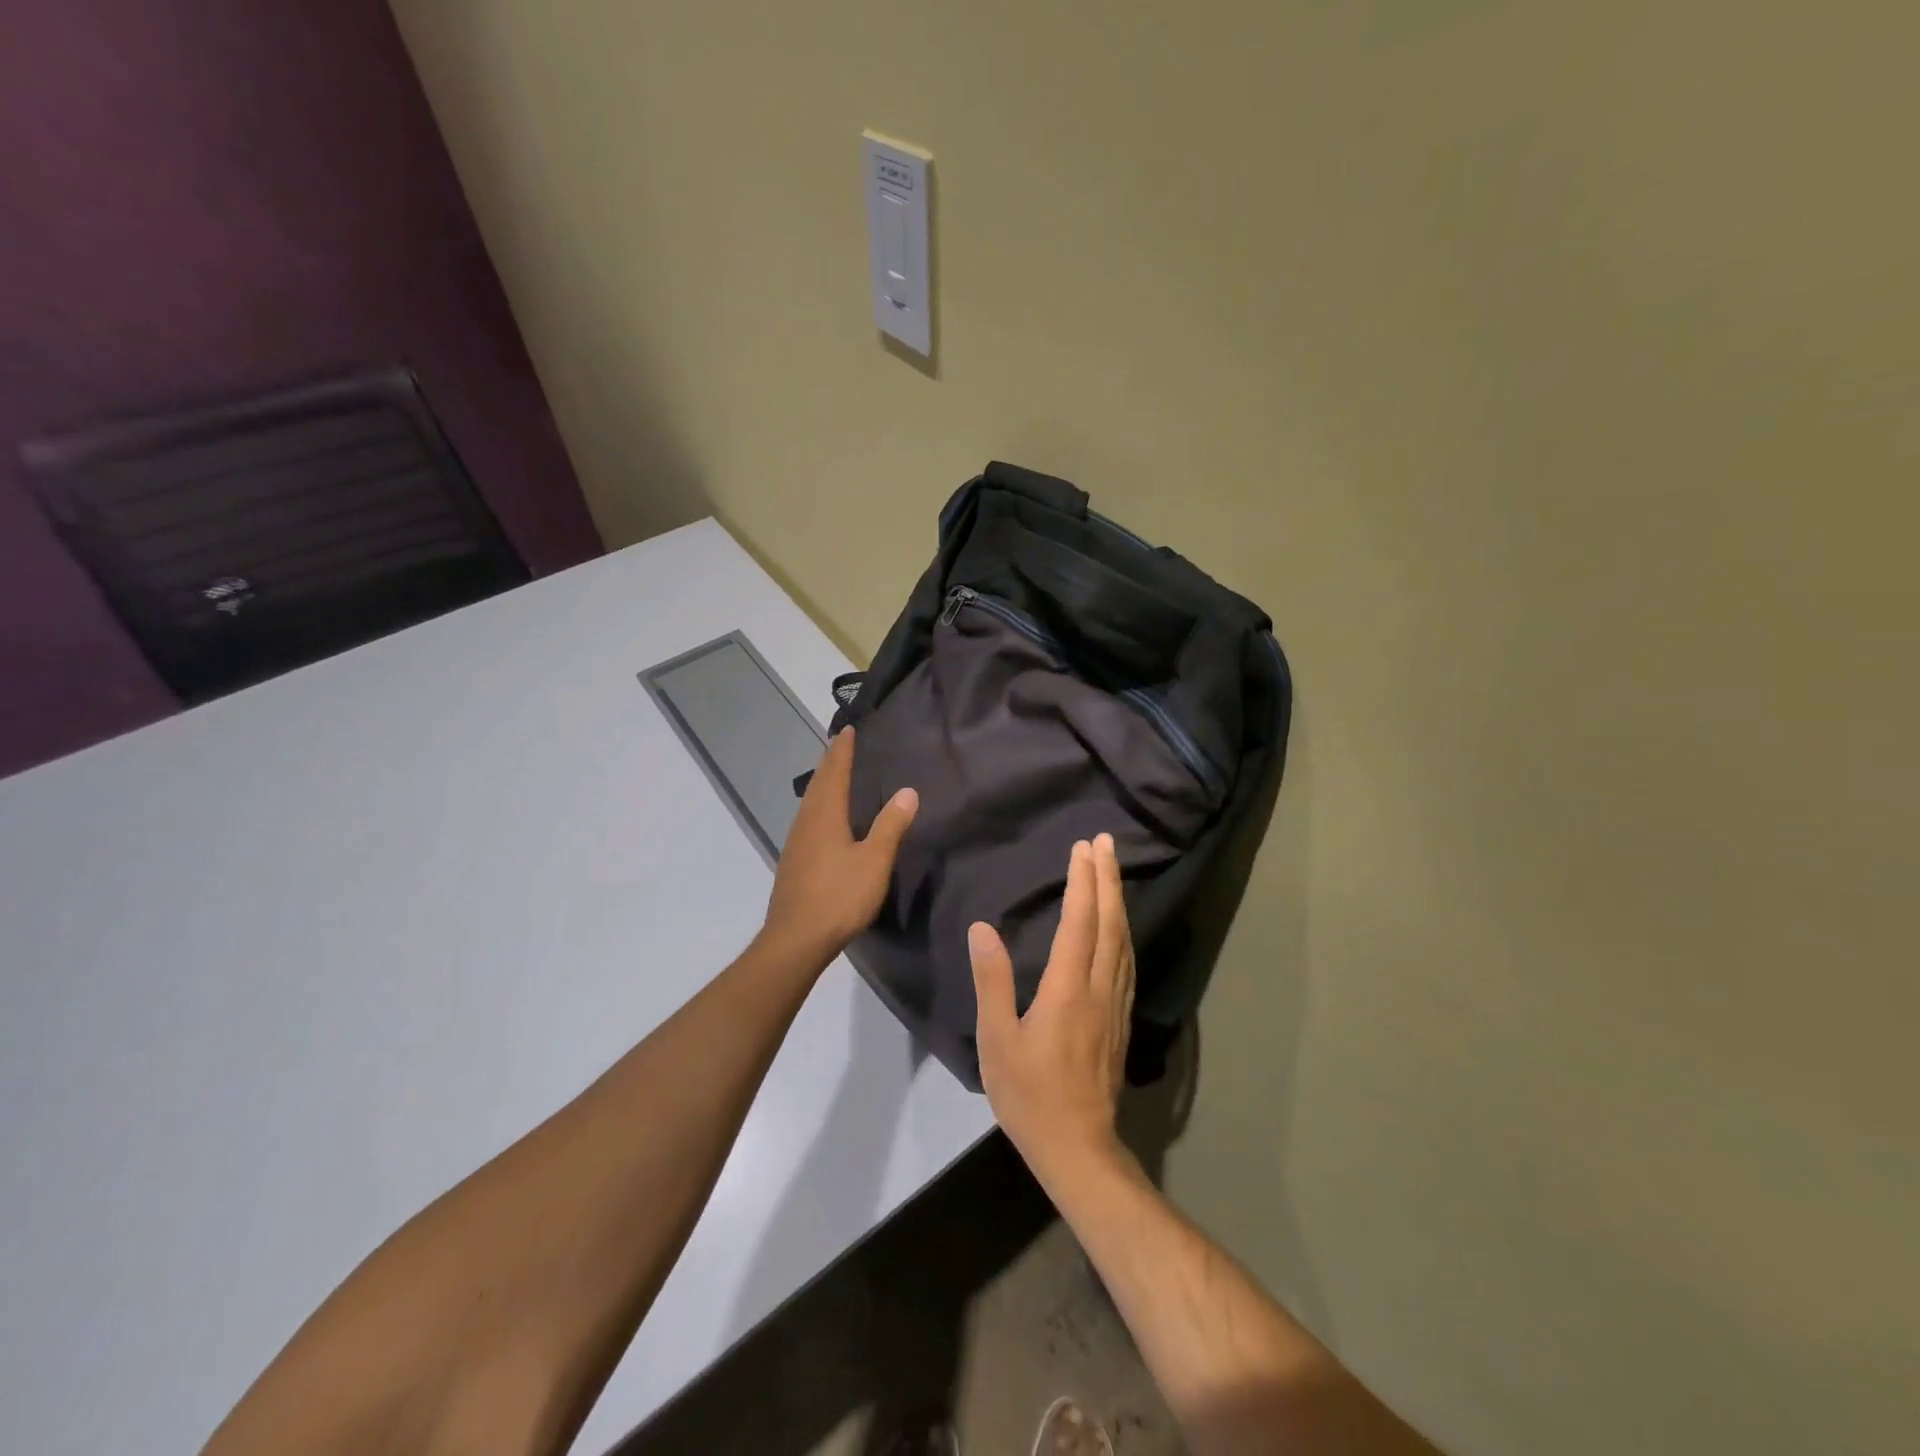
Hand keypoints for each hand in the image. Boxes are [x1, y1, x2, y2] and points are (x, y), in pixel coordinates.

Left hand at [760, 728, 917, 970]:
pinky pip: (807, 820)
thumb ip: (891, 825)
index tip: (847, 730)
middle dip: (830, 763)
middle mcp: (806, 822)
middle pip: (818, 784)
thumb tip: (908, 791)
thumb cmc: (839, 896)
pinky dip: (818, 806)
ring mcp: (796, 843)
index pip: (834, 773)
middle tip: (840, 745)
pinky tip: (823, 819)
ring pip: (809, 802)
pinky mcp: (793, 862)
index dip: (842, 751)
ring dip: (822, 784)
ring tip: (833, 775)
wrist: (796, 939)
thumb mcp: (874, 861)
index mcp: (825, 816)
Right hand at [969, 833, 1135, 1186]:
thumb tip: (983, 929)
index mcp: (1067, 988)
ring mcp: (1115, 1003)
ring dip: (1118, 900)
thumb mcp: (996, 1039)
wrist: (1077, 1146)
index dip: (1082, 882)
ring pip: (1123, 940)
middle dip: (1108, 878)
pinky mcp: (1120, 1019)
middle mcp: (1098, 987)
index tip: (1083, 848)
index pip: (1079, 922)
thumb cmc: (1028, 1093)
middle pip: (1109, 922)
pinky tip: (1119, 926)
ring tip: (1112, 871)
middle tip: (1106, 843)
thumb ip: (992, 981)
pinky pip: (1126, 961)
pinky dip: (1122, 931)